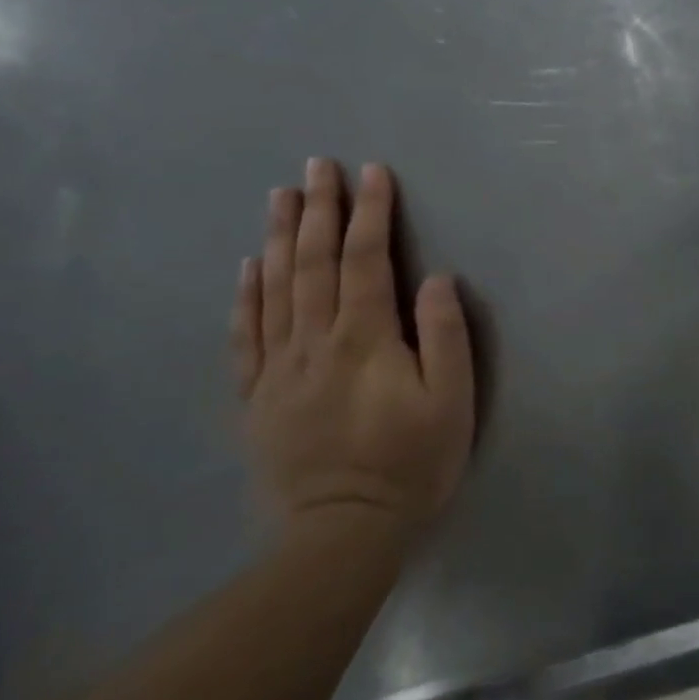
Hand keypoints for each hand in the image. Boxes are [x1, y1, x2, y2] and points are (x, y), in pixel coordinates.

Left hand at [231, 159, 474, 553]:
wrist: (342, 534)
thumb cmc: (411, 462)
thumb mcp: (452, 401)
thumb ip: (444, 335)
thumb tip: (435, 277)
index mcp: (365, 338)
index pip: (367, 260)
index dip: (371, 212)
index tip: (373, 172)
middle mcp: (315, 341)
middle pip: (315, 263)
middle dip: (319, 210)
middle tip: (317, 166)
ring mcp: (279, 368)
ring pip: (276, 288)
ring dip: (281, 237)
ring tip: (281, 196)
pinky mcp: (257, 396)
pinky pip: (246, 335)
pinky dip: (246, 294)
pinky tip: (248, 265)